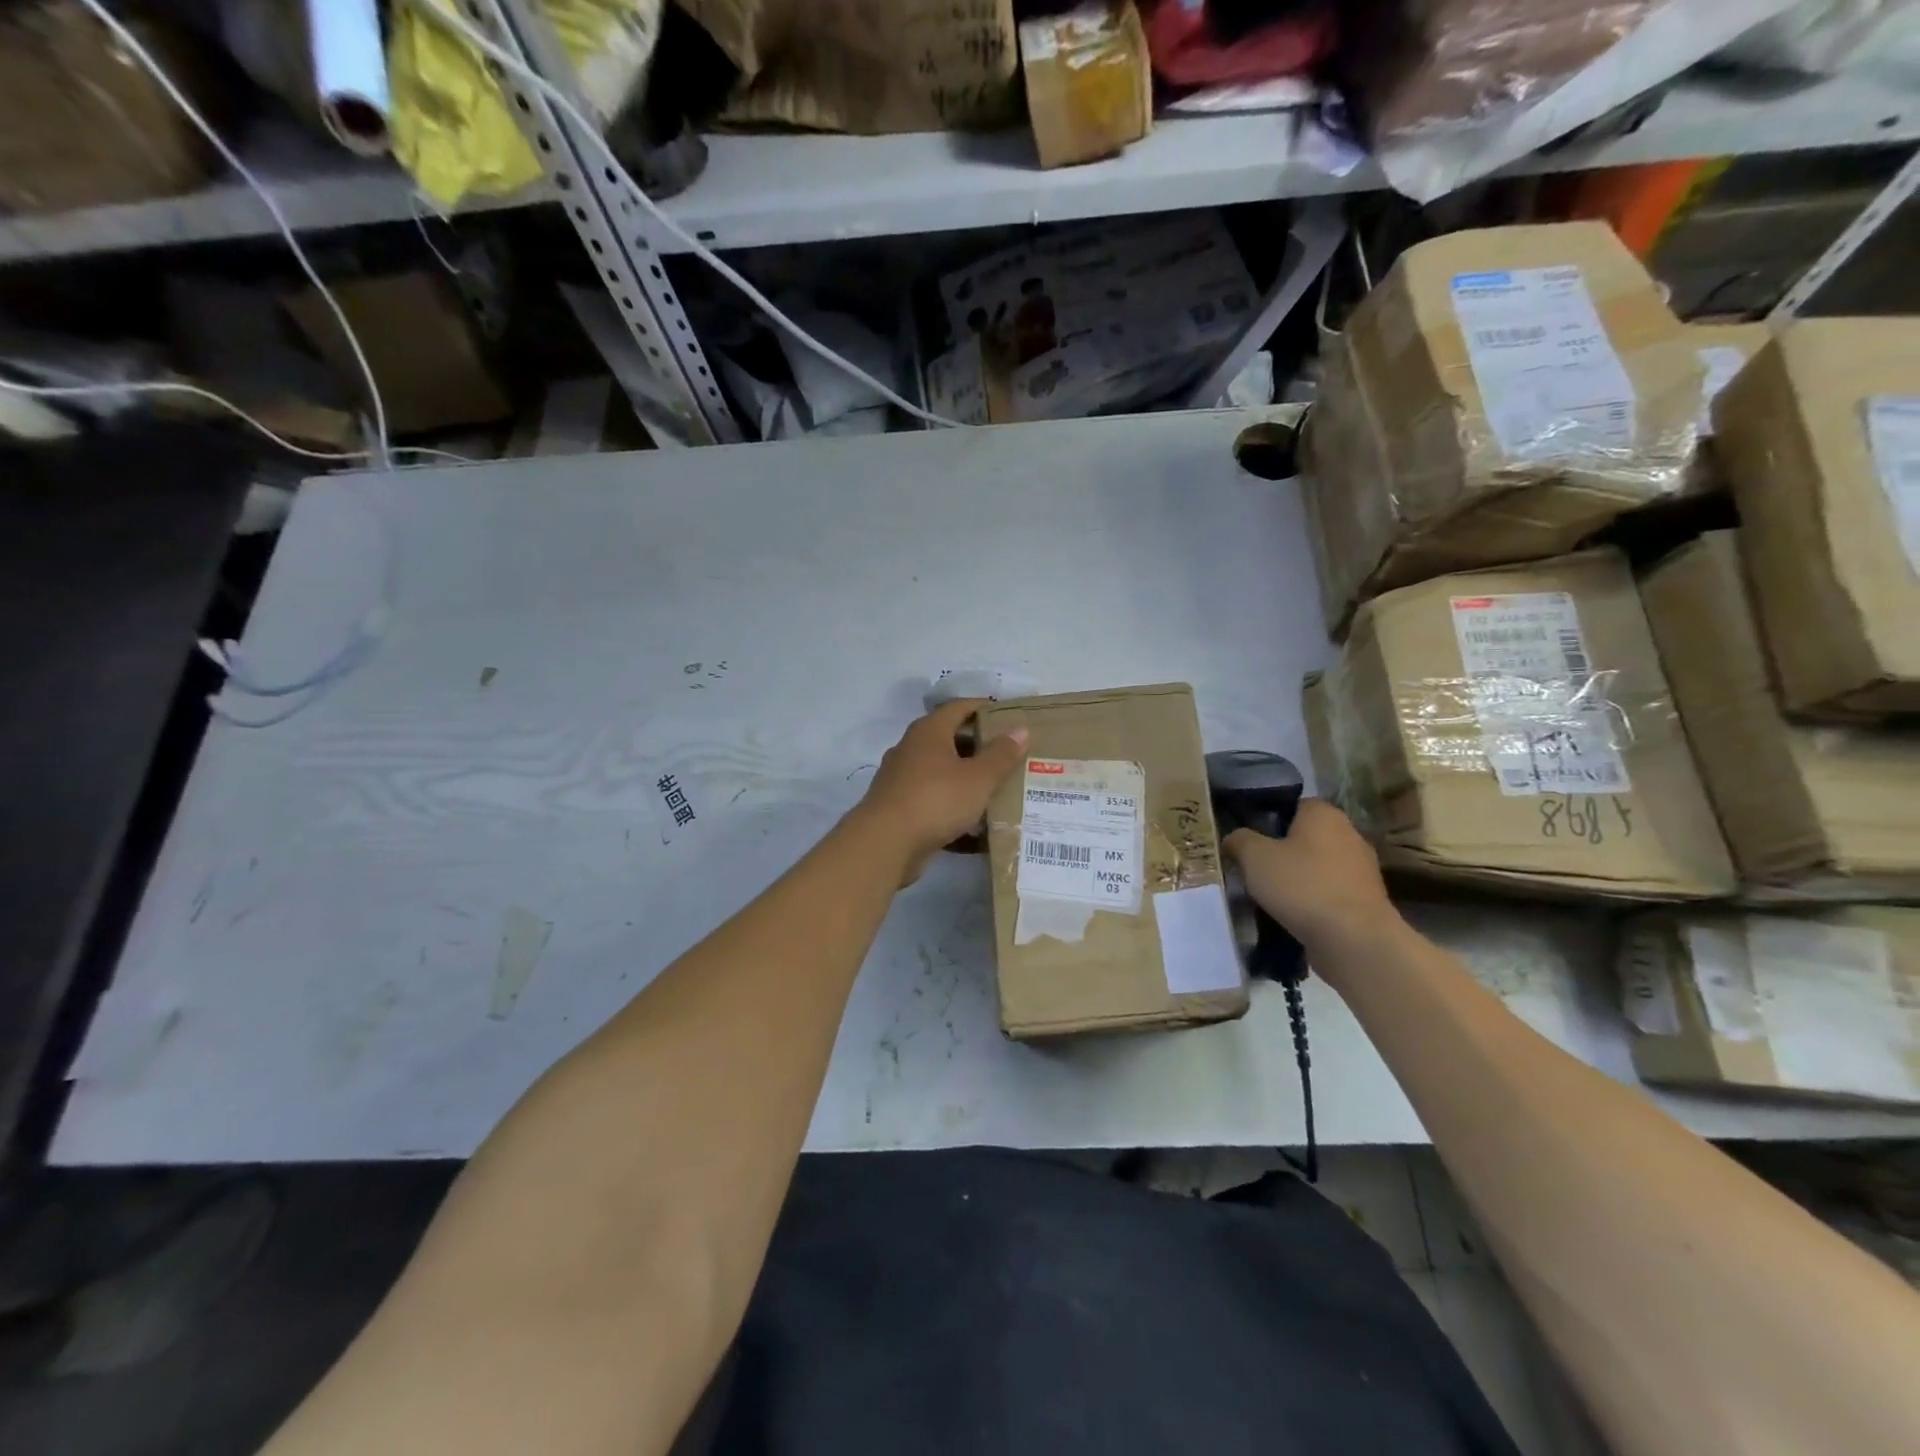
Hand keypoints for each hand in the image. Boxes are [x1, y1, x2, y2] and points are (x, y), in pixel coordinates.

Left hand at [852, 699, 1028, 883]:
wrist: (885, 843)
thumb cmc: (935, 800)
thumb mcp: (978, 778)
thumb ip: (1001, 755)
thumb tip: (1020, 729)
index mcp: (929, 732)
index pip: (958, 707)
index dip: (984, 707)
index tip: (1009, 716)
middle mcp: (911, 749)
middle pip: (950, 739)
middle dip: (979, 746)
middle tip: (1010, 755)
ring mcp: (902, 779)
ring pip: (942, 772)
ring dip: (967, 779)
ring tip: (998, 789)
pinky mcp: (900, 808)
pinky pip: (934, 800)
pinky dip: (954, 807)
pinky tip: (976, 824)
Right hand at [1223, 799, 1393, 959]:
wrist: (1353, 939)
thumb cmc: (1302, 886)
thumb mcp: (1254, 857)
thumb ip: (1239, 840)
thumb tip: (1234, 838)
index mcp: (1324, 814)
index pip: (1293, 805)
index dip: (1268, 820)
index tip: (1249, 840)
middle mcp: (1349, 834)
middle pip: (1306, 837)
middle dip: (1282, 851)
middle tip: (1255, 869)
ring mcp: (1362, 869)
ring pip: (1318, 866)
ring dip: (1298, 878)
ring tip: (1271, 897)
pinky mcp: (1367, 901)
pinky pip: (1330, 892)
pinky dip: (1313, 900)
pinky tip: (1294, 916)